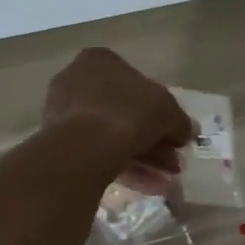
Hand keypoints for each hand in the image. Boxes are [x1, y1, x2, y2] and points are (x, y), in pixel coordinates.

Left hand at [42, 49, 195, 179]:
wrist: (85, 146)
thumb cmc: (129, 112)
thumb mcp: (169, 112)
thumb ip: (180, 121)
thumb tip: (187, 132)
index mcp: (100, 60)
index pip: (138, 82)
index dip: (162, 111)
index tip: (175, 133)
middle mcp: (77, 79)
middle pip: (125, 111)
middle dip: (153, 139)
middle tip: (172, 160)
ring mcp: (63, 111)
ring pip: (112, 134)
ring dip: (143, 156)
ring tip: (164, 178)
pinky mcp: (57, 141)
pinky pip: (97, 150)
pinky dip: (123, 165)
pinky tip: (146, 185)